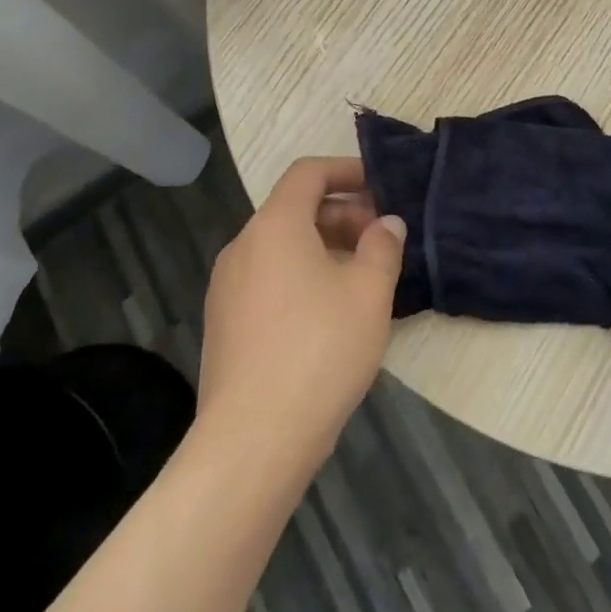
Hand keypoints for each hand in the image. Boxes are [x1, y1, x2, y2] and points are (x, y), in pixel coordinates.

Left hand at [198, 157, 404, 473]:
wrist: (253, 441)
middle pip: (294, 209)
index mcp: (275, 225)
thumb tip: (387, 223)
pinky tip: (328, 314)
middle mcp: (243, 245)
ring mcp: (226, 286)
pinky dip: (300, 276)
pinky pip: (267, 279)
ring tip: (360, 278)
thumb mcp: (369, 293)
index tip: (380, 187)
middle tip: (380, 241)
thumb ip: (383, 247)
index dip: (346, 170)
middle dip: (341, 215)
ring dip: (323, 247)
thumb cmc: (319, 351)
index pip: (308, 173)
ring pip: (281, 247)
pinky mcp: (223, 323)